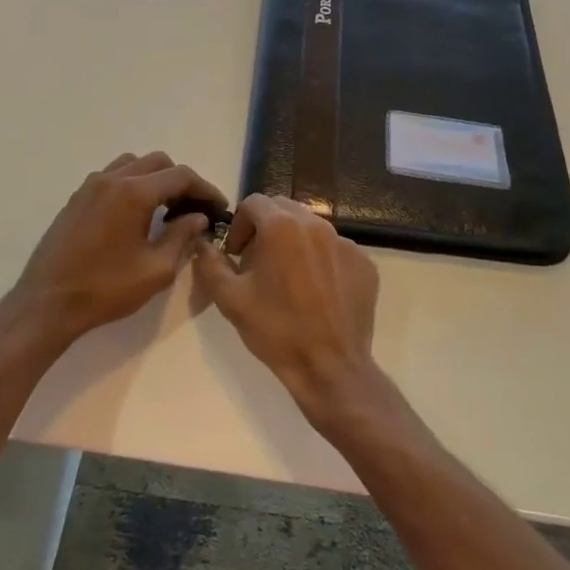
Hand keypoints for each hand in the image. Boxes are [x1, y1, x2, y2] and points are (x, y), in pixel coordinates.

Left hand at [3, 152, 224, 351]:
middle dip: (181, 181)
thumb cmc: (105, 289)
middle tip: (194, 208)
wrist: (47, 303)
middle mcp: (111, 179)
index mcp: (134, 193)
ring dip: (154, 178)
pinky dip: (131, 184)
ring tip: (165, 208)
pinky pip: (111, 176)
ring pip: (132, 164)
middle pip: (158, 162)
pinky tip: (135, 214)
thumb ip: (181, 237)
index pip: (180, 176)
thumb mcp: (155, 270)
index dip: (205, 189)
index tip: (218, 207)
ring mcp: (90, 186)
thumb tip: (197, 218)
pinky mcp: (76, 198)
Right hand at [193, 194, 380, 426]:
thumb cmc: (275, 330)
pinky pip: (335, 249)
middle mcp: (316, 225)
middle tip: (258, 262)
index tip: (236, 253)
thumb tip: (205, 244)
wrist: (329, 366)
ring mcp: (345, 243)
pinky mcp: (364, 263)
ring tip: (287, 278)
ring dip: (293, 242)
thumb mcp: (229, 298)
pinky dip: (321, 260)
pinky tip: (316, 292)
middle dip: (265, 228)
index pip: (253, 202)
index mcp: (281, 226)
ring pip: (311, 227)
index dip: (239, 225)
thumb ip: (210, 263)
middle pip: (283, 208)